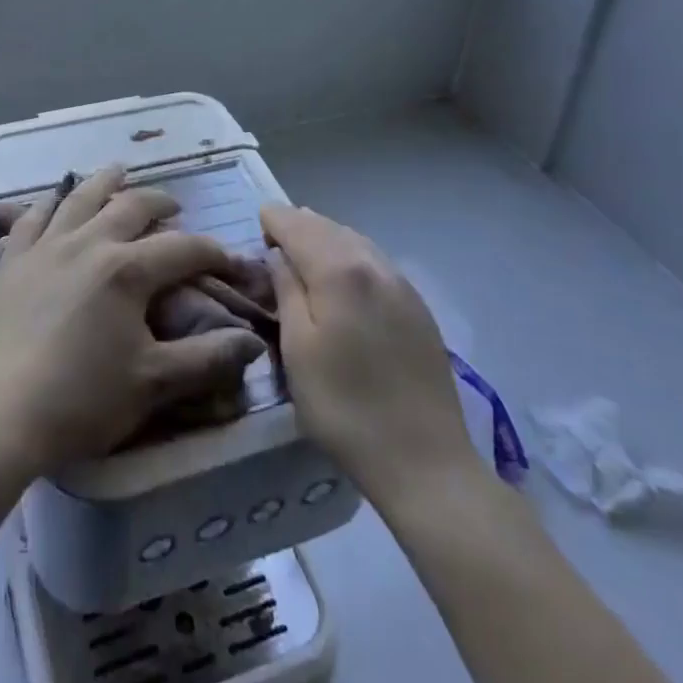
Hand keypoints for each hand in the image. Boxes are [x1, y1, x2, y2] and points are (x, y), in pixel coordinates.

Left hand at [0, 167, 267, 473]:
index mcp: (126, 269)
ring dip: (104, 182)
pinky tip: (53, 200)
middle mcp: (88, 242)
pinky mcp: (13, 261)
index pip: (183, 248)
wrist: (0, 415)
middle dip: (159, 203)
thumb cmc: (82, 400)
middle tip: (174, 208)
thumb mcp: (153, 383)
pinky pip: (31, 218)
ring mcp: (45, 247)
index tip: (232, 262)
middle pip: (131, 207)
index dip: (213, 252)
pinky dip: (47, 203)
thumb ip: (206, 358)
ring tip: (118, 173)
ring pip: (79, 198)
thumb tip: (252, 340)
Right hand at [261, 205, 479, 498]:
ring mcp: (401, 283)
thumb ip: (286, 291)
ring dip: (325, 236)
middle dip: (298, 224)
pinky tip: (343, 274)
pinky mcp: (417, 306)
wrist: (425, 462)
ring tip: (304, 250)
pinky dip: (350, 254)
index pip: (297, 224)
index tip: (257, 226)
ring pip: (354, 239)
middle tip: (274, 238)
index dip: (273, 220)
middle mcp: (372, 263)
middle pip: (327, 226)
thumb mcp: (297, 350)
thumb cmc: (345, 408)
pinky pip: (374, 260)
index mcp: (339, 270)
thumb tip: (278, 255)